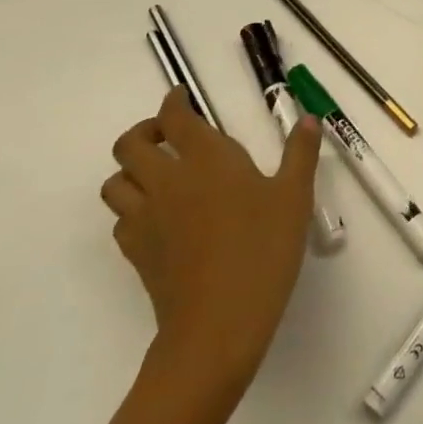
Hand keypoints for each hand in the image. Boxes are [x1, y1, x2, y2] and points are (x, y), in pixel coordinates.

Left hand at [101, 87, 321, 400]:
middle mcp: (167, 179)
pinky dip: (132, 210)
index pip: (175, 116)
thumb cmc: (263, 250)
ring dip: (130, 171)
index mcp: (206, 157)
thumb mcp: (295, 197)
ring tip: (157, 175)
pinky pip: (121, 220)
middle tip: (168, 136)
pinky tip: (158, 220)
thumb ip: (300, 153)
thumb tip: (308, 118)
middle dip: (144, 131)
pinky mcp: (136, 252)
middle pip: (130, 144)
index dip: (174, 102)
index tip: (182, 98)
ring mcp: (146, 217)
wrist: (218, 324)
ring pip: (114, 182)